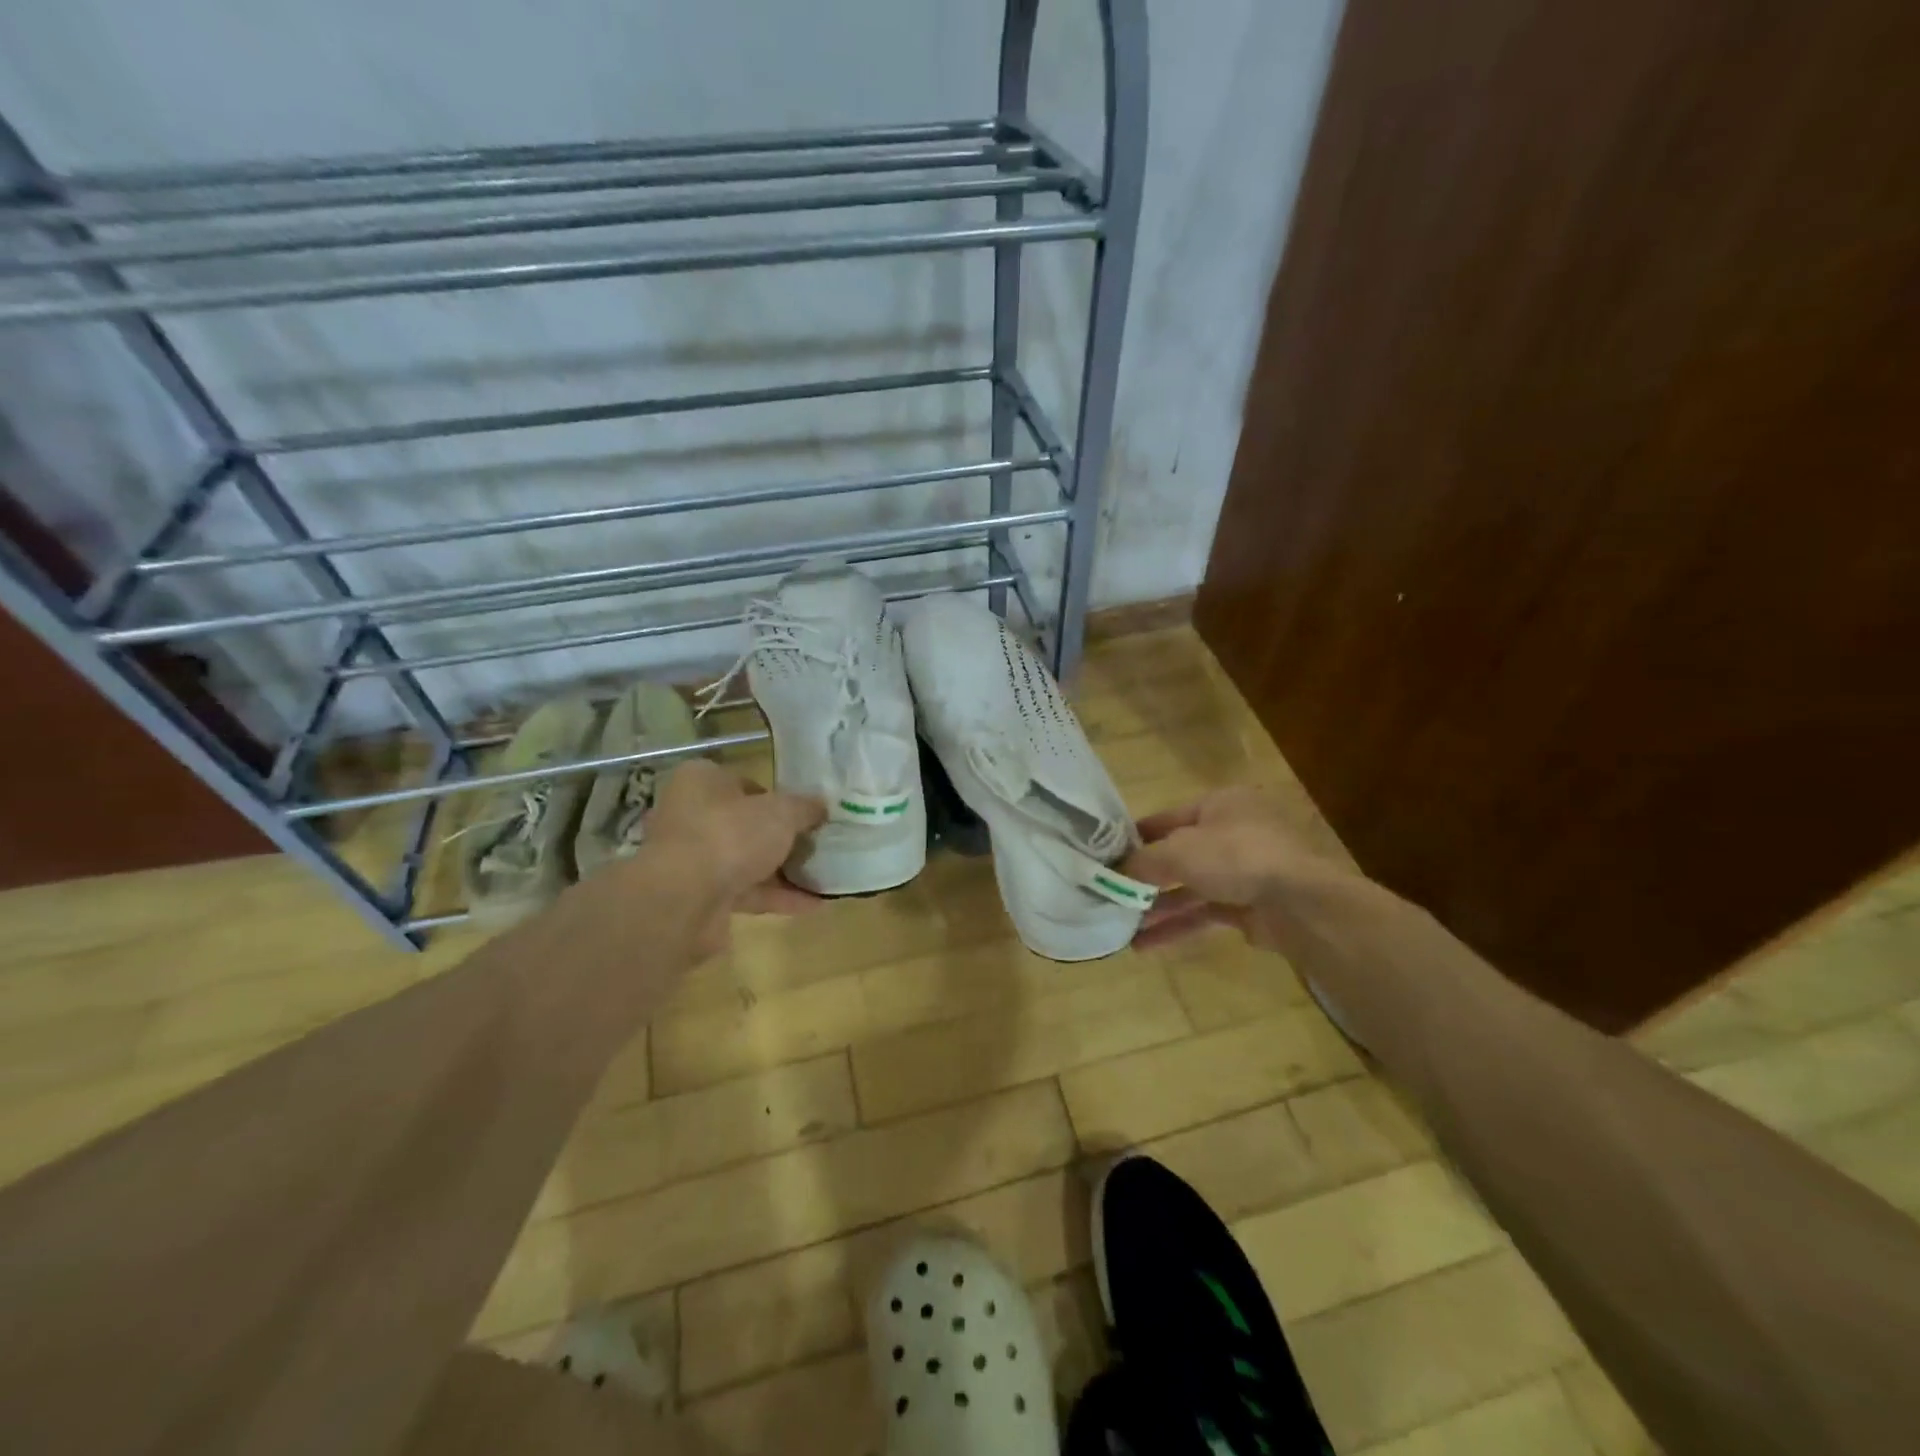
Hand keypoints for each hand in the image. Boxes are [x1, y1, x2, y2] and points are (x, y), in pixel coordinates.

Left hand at [632, 759, 825, 957]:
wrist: (683, 900)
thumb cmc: (730, 834)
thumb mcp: (781, 812)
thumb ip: (804, 807)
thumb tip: (821, 806)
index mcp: (701, 781)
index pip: (745, 782)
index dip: (777, 797)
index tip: (806, 813)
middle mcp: (690, 815)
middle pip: (745, 823)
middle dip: (781, 837)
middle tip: (817, 844)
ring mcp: (692, 859)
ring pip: (745, 860)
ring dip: (782, 870)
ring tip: (823, 876)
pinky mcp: (698, 896)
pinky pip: (745, 892)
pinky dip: (776, 897)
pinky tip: (813, 904)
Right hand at [1124, 787, 1341, 949]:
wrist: (1300, 902)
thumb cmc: (1235, 857)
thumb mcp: (1178, 851)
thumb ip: (1142, 861)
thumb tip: (1113, 871)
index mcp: (1220, 805)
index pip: (1168, 818)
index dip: (1136, 836)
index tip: (1106, 854)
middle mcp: (1233, 834)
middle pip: (1179, 856)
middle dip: (1145, 879)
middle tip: (1111, 894)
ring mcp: (1244, 872)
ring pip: (1190, 888)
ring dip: (1157, 907)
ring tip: (1121, 927)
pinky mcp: (1250, 907)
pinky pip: (1204, 914)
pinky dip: (1177, 926)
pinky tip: (1145, 944)